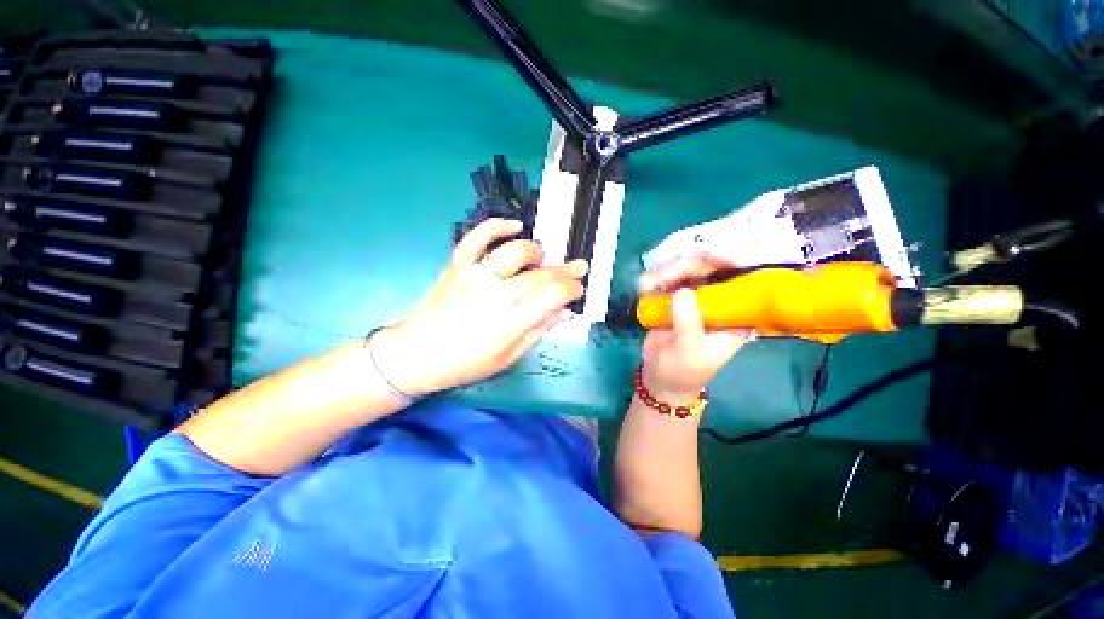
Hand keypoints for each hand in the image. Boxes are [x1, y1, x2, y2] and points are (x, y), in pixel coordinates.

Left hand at [372, 218, 587, 395]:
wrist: (417, 354)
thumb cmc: (465, 363)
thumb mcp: (508, 358)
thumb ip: (537, 331)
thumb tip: (561, 311)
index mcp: (510, 322)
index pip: (554, 295)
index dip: (572, 288)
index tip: (578, 288)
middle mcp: (496, 295)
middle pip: (540, 274)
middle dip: (565, 271)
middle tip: (577, 268)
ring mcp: (475, 276)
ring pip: (515, 252)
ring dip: (536, 252)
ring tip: (542, 258)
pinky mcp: (458, 266)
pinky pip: (477, 237)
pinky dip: (497, 226)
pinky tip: (515, 225)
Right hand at [637, 256, 753, 403]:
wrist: (660, 378)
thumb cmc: (684, 371)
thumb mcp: (691, 352)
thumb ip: (689, 324)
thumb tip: (682, 291)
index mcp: (735, 315)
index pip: (742, 281)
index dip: (732, 263)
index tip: (713, 255)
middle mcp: (716, 301)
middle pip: (710, 269)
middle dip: (689, 266)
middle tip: (669, 272)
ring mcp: (692, 297)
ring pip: (684, 270)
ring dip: (666, 272)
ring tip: (650, 286)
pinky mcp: (670, 298)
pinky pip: (664, 279)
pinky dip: (653, 279)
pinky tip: (646, 288)